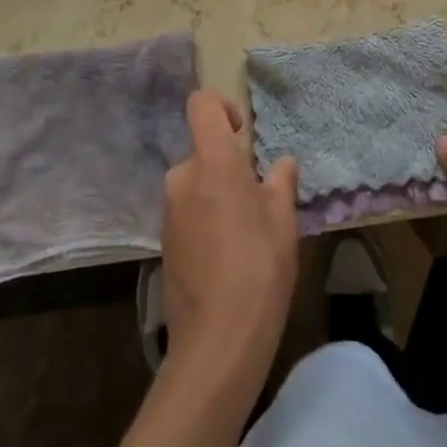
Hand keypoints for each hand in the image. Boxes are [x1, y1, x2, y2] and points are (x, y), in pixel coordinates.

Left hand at [160, 90, 299, 384]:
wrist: (217, 341)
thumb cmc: (259, 268)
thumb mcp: (283, 221)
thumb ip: (281, 183)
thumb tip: (281, 163)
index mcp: (212, 162)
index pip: (201, 105)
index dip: (221, 107)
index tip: (242, 132)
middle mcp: (182, 178)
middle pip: (203, 152)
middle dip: (228, 167)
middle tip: (258, 200)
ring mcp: (168, 212)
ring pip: (195, 185)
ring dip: (216, 195)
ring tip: (246, 234)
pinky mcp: (163, 244)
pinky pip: (187, 213)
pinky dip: (204, 221)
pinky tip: (226, 258)